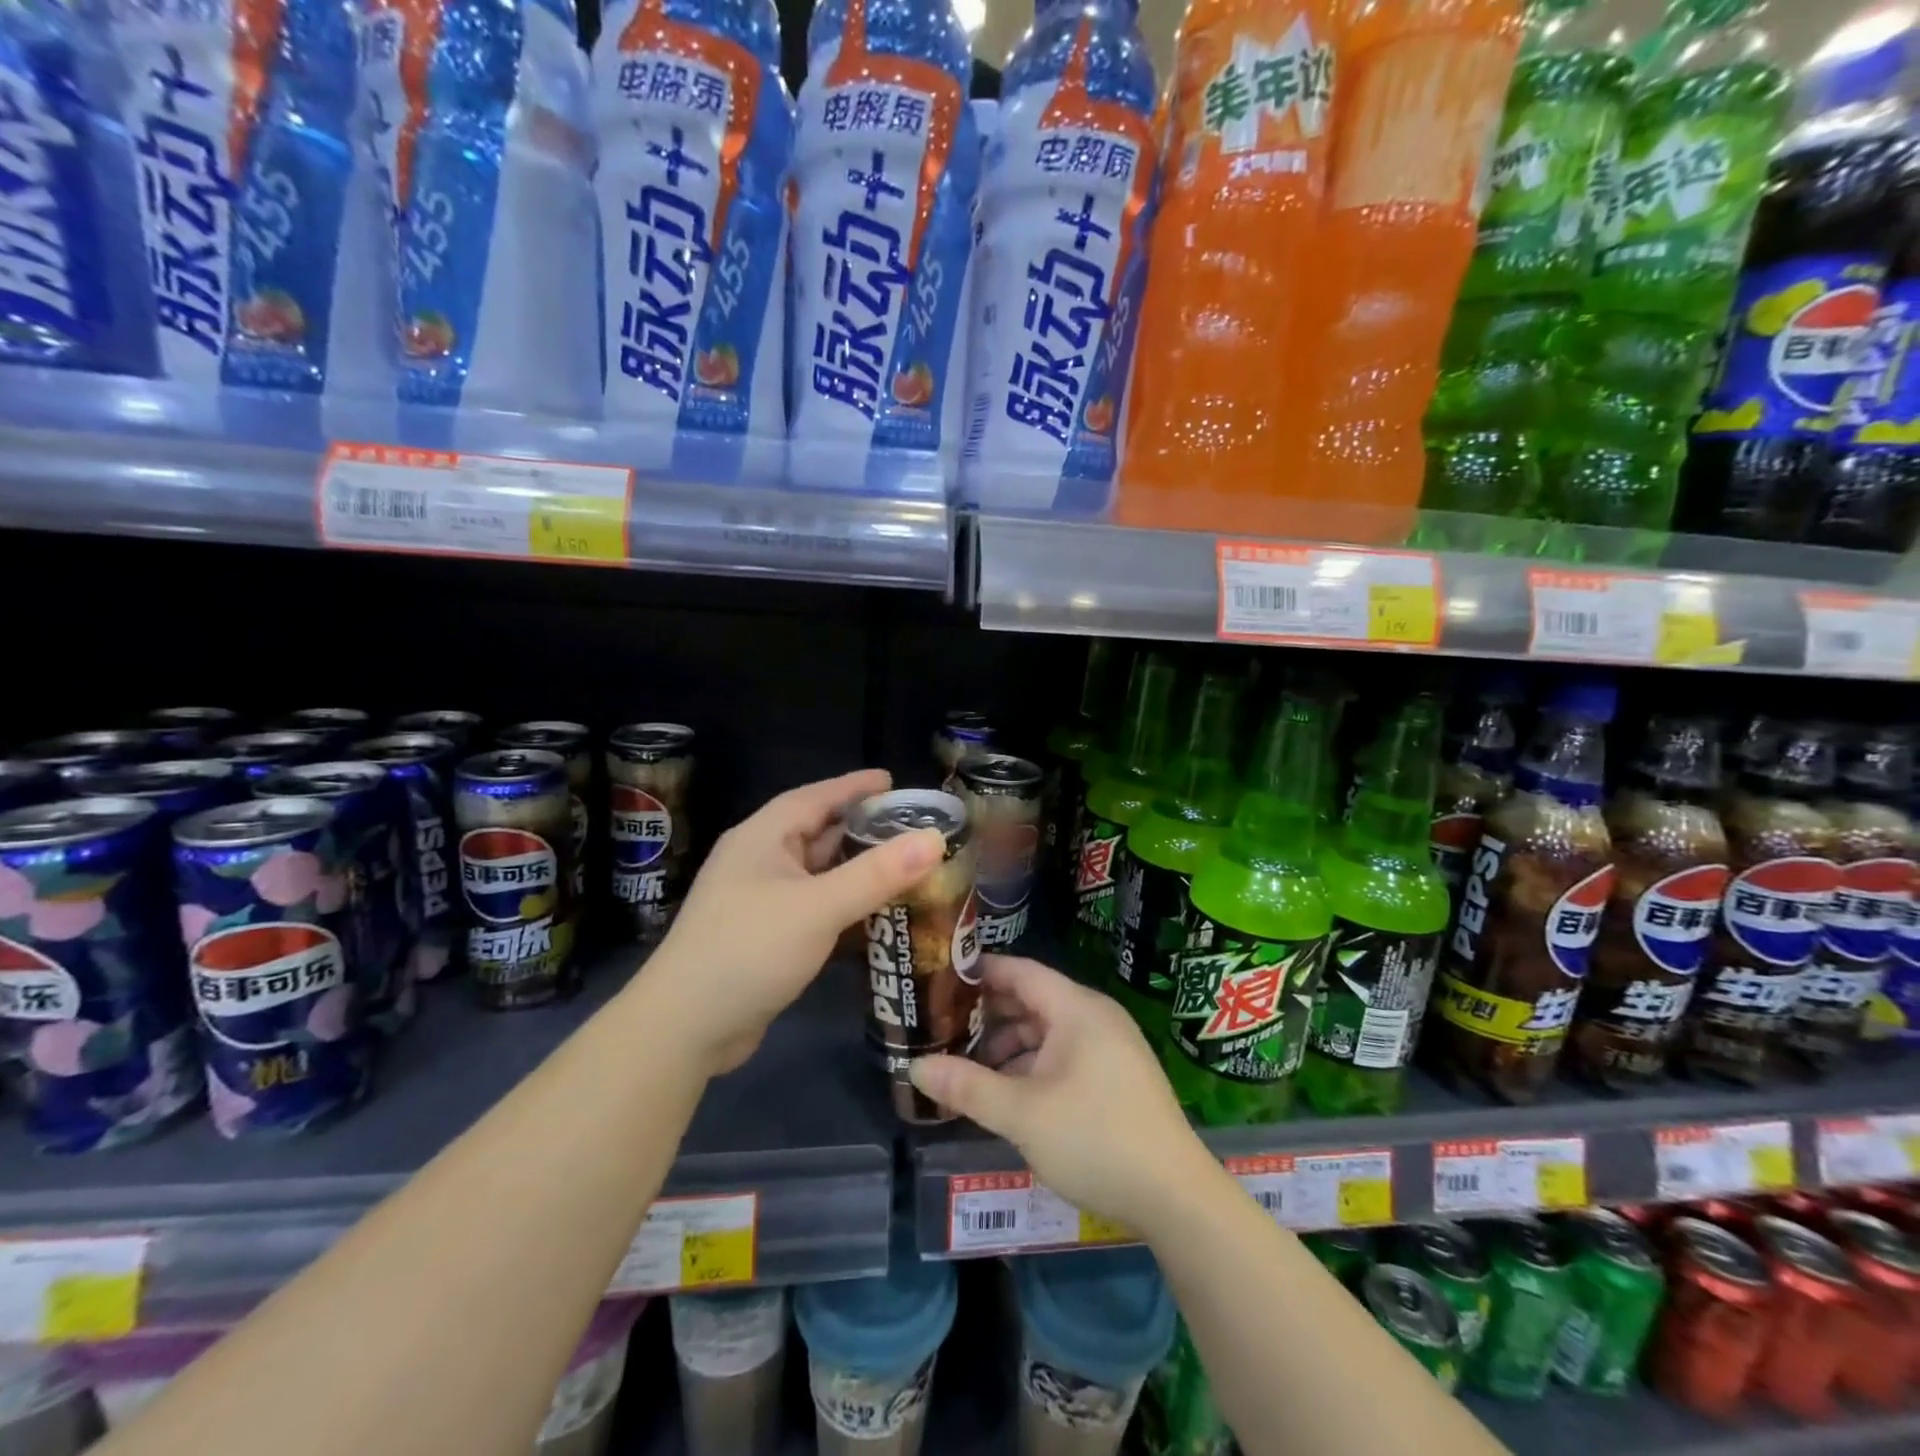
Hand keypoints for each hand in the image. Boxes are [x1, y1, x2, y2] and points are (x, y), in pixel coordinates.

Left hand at [637, 770, 944, 1074]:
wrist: (684, 1028)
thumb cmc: (748, 949)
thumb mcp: (818, 907)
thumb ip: (877, 873)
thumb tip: (934, 839)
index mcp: (763, 837)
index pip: (816, 797)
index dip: (855, 786)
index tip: (893, 781)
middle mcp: (759, 861)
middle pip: (818, 832)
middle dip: (863, 829)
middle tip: (911, 828)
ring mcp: (759, 900)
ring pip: (817, 872)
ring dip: (856, 869)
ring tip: (904, 865)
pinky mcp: (764, 935)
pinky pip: (813, 905)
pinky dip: (843, 903)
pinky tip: (874, 912)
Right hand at [910, 956, 1215, 1230]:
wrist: (1176, 1197)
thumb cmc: (1096, 1139)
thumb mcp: (1022, 1114)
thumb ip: (968, 1086)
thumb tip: (915, 1068)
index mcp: (1076, 1009)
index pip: (1019, 971)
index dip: (979, 972)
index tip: (939, 979)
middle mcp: (1094, 1016)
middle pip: (1031, 1000)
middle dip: (987, 1015)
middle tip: (941, 1027)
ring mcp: (1109, 1047)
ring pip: (1046, 1032)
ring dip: (1007, 1046)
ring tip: (965, 1067)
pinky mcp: (1116, 1076)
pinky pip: (1063, 1055)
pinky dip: (1031, 1066)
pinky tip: (1005, 1093)